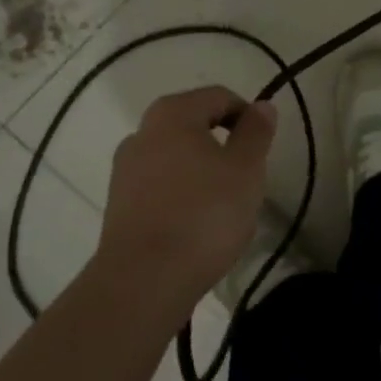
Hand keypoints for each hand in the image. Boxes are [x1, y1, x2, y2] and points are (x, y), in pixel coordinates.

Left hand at [97, 86, 276, 306]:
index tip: (262, 147)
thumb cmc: (203, 214)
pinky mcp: (118, 206)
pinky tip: (196, 226)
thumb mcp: (246, 169)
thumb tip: (261, 106)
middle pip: (194, 125)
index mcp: (172, 113)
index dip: (247, 115)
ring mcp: (124, 170)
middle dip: (223, 145)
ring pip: (176, 157)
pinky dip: (181, 195)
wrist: (143, 282)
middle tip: (245, 177)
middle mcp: (142, 132)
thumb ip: (256, 132)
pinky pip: (160, 187)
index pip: (219, 97)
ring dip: (201, 171)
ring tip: (222, 206)